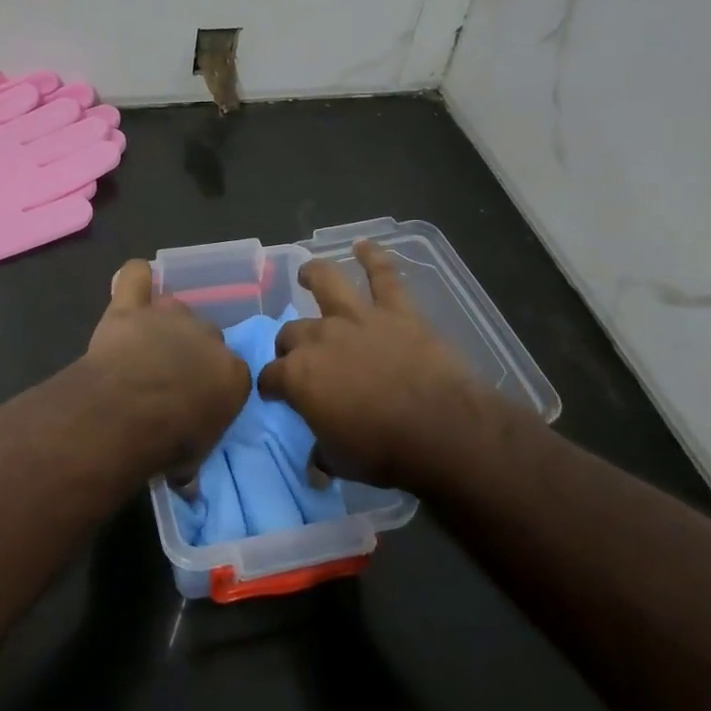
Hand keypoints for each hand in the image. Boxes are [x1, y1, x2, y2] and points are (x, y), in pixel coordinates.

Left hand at [84, 260, 249, 474]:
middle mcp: (208, 337)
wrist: (126, 414)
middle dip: (191, 354)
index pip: (233, 373)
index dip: (213, 388)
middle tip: (168, 379)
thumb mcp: (193, 461)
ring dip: (165, 324)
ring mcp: (169, 317)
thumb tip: (188, 480)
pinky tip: (132, 289)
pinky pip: (136, 276)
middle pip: (206, 337)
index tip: (197, 406)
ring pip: (175, 308)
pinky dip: (136, 279)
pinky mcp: (131, 308)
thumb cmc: (167, 443)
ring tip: (146, 345)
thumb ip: (195, 454)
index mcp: (233, 373)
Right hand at [260, 241, 508, 488]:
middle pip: (292, 332)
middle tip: (296, 353)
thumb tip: (314, 465)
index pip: (271, 376)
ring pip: (328, 284)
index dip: (270, 385)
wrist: (440, 429)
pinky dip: (375, 257)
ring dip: (315, 274)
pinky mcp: (396, 311)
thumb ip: (323, 454)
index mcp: (299, 376)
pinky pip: (384, 276)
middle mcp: (320, 338)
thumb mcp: (341, 462)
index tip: (274, 393)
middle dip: (288, 343)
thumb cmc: (384, 451)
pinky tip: (365, 244)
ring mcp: (358, 319)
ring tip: (308, 270)